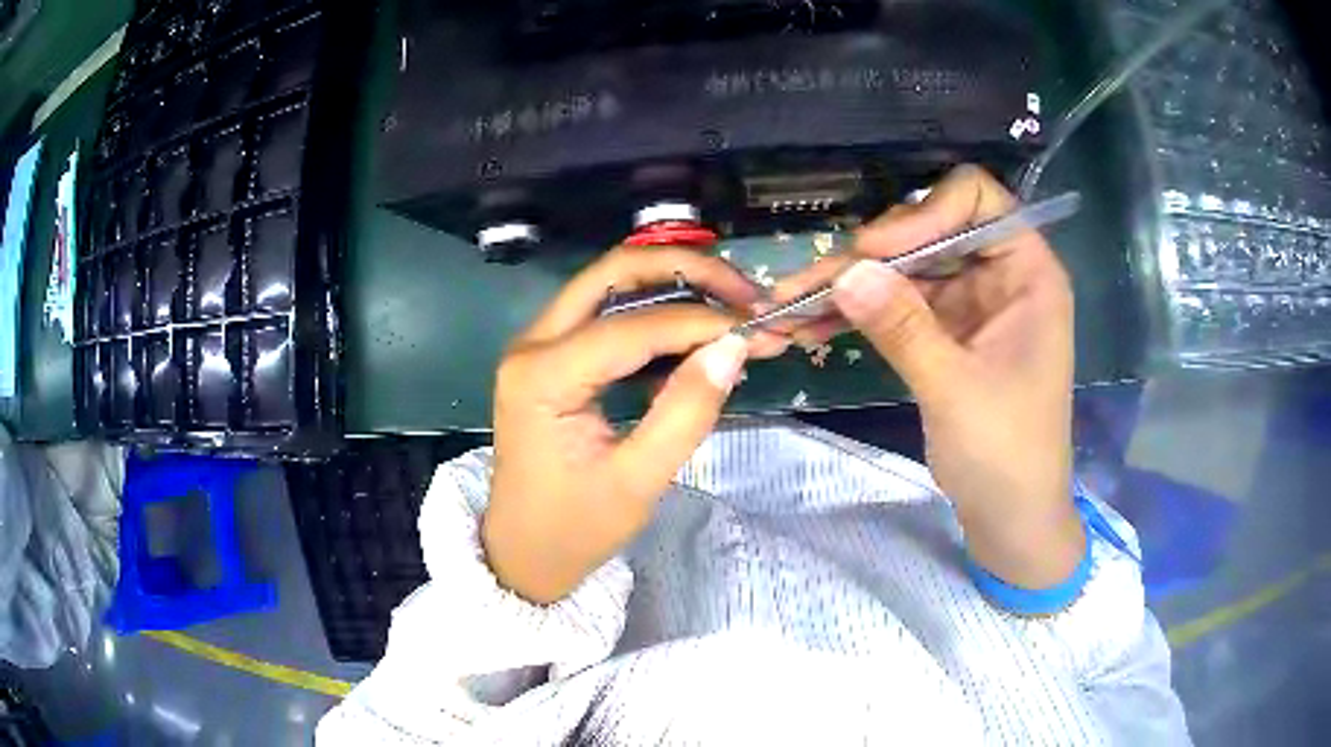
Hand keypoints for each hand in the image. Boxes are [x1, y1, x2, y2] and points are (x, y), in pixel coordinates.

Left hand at [484, 246, 788, 603]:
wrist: (523, 551)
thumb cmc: (574, 528)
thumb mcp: (638, 481)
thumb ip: (686, 412)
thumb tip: (734, 347)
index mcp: (542, 376)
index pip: (631, 326)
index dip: (700, 321)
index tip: (758, 329)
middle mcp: (533, 343)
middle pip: (615, 272)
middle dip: (687, 270)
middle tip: (746, 292)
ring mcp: (539, 344)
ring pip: (613, 284)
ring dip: (675, 283)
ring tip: (733, 304)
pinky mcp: (553, 354)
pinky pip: (608, 312)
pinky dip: (657, 311)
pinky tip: (697, 331)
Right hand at [772, 166, 1083, 588]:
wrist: (1011, 520)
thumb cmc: (1007, 455)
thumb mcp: (955, 390)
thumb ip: (903, 326)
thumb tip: (845, 271)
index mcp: (1028, 274)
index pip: (977, 200)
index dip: (924, 211)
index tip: (873, 250)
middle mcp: (998, 277)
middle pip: (929, 231)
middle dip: (870, 254)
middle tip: (812, 281)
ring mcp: (969, 305)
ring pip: (904, 271)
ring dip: (850, 286)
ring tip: (790, 304)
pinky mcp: (945, 334)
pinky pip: (897, 308)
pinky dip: (858, 316)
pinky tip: (810, 328)